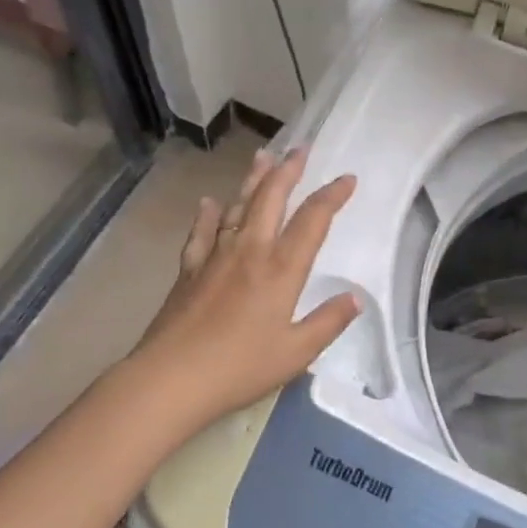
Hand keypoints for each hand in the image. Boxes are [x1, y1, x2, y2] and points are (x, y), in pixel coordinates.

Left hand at [124, 149, 359, 429]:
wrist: (170, 378)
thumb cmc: (239, 367)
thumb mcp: (296, 353)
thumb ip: (328, 322)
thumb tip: (356, 298)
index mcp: (281, 268)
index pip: (313, 220)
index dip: (332, 195)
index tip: (347, 178)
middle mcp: (250, 251)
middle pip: (271, 198)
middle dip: (289, 170)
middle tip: (300, 148)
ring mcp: (215, 256)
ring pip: (238, 206)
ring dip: (253, 180)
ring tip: (263, 156)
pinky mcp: (189, 270)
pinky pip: (201, 232)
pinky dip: (207, 214)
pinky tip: (209, 202)